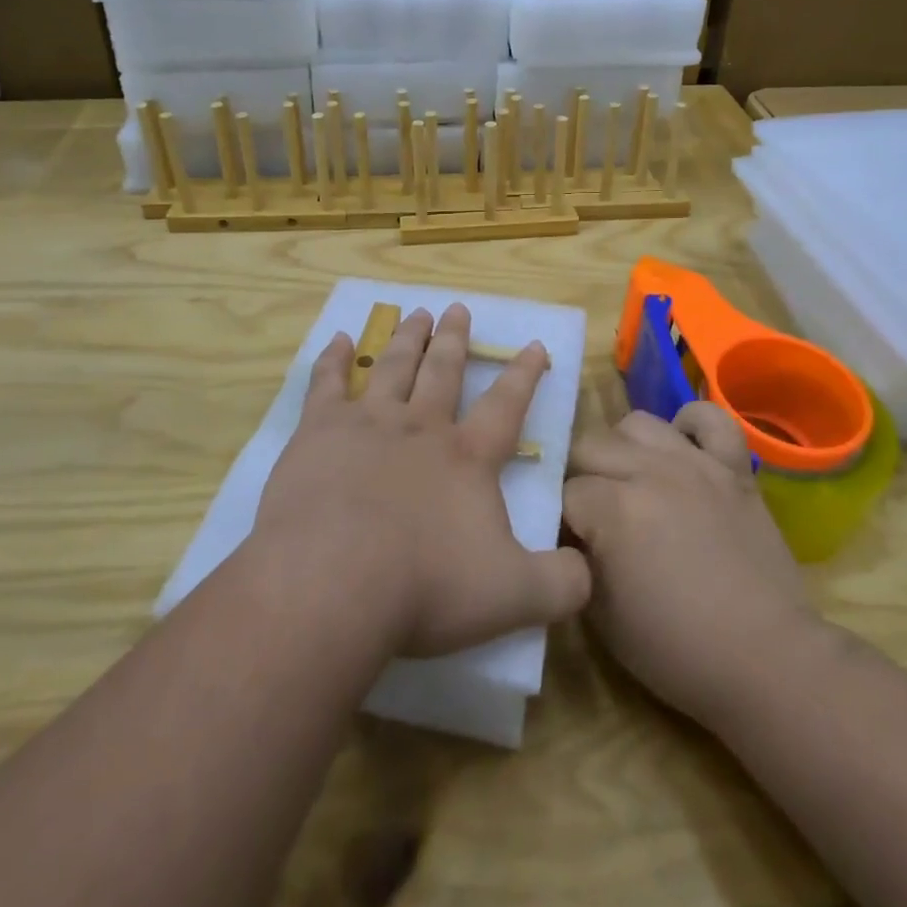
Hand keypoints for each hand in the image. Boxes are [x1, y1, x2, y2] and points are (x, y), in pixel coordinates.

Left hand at [252, 304, 590, 659]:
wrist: (332, 581)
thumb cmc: (426, 587)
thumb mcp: (515, 598)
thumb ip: (562, 584)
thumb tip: (588, 570)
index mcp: (467, 457)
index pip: (506, 405)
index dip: (524, 375)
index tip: (533, 344)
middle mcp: (420, 427)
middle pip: (442, 371)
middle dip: (453, 339)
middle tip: (456, 308)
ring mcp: (367, 423)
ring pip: (391, 366)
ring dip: (406, 338)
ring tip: (415, 313)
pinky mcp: (317, 432)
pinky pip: (326, 383)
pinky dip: (332, 359)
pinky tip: (336, 340)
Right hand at [563, 404, 823, 726]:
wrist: (767, 660)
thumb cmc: (677, 650)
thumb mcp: (601, 615)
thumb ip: (576, 559)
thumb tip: (570, 531)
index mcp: (613, 510)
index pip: (563, 492)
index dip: (559, 516)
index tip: (565, 540)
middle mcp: (649, 472)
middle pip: (590, 447)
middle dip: (579, 477)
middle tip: (591, 511)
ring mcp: (695, 464)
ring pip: (638, 424)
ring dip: (623, 449)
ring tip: (630, 480)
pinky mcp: (734, 468)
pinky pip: (710, 419)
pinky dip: (691, 424)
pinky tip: (681, 448)